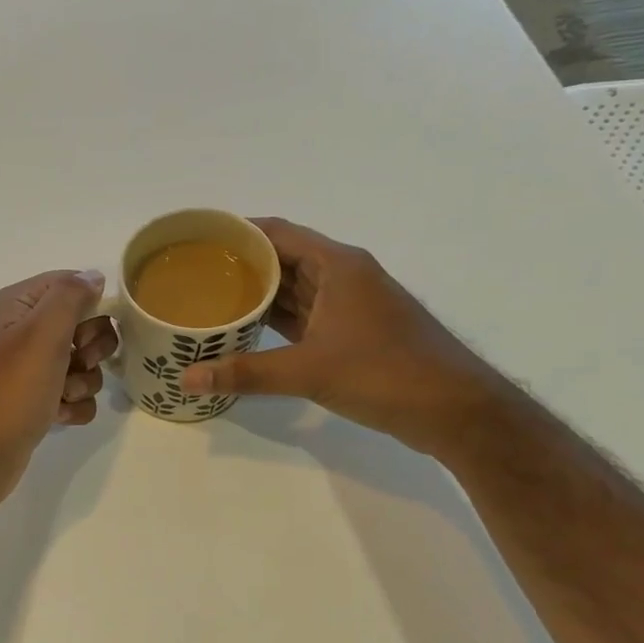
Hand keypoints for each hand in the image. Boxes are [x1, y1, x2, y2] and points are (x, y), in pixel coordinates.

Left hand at [0, 270, 116, 512]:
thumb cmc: (10, 391)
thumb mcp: (42, 333)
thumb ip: (70, 297)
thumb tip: (93, 275)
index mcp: (18, 306)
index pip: (69, 283)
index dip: (90, 305)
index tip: (88, 330)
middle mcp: (22, 332)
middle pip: (82, 324)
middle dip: (91, 348)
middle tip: (76, 362)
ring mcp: (29, 369)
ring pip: (83, 363)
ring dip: (84, 381)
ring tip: (62, 396)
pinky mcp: (36, 402)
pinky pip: (74, 394)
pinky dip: (73, 405)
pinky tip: (58, 416)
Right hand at [177, 218, 511, 455]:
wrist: (456, 410)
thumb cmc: (386, 374)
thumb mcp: (309, 372)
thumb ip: (246, 373)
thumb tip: (187, 378)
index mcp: (338, 265)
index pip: (277, 233)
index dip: (236, 232)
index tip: (197, 239)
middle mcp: (343, 276)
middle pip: (281, 258)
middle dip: (238, 264)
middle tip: (191, 274)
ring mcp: (349, 305)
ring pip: (292, 289)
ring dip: (255, 294)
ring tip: (207, 299)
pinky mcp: (351, 333)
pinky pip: (302, 316)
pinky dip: (272, 320)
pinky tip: (242, 330)